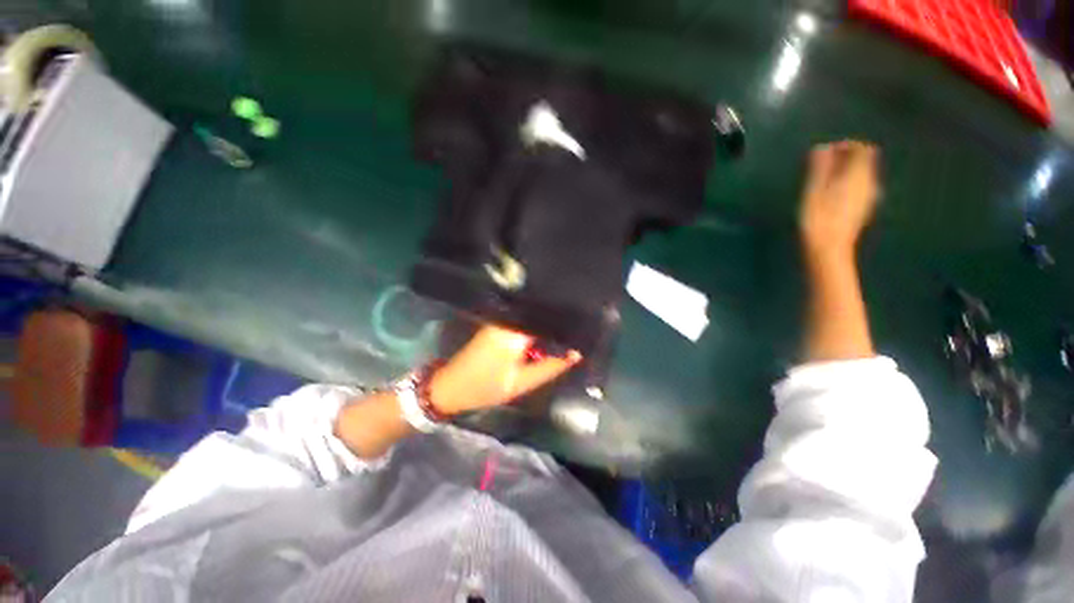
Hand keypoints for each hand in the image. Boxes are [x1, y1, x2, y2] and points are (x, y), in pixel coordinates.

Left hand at [428, 325, 581, 414]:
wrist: (450, 387)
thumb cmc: (485, 388)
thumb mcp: (521, 383)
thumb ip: (551, 367)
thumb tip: (575, 353)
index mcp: (514, 332)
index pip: (548, 318)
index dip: (567, 322)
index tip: (584, 325)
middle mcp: (508, 319)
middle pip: (541, 314)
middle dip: (559, 321)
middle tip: (579, 329)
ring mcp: (500, 319)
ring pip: (533, 316)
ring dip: (547, 324)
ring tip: (566, 330)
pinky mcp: (496, 322)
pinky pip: (523, 320)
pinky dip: (535, 327)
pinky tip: (545, 334)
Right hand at [799, 141, 880, 257]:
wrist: (829, 250)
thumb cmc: (817, 220)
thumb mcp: (813, 192)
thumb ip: (819, 169)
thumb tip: (821, 147)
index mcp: (858, 176)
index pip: (861, 150)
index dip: (846, 146)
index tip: (826, 151)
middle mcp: (869, 183)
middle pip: (865, 161)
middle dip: (846, 157)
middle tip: (823, 163)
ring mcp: (868, 197)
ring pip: (863, 174)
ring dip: (846, 170)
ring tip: (823, 178)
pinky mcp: (863, 208)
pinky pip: (860, 186)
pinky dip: (848, 182)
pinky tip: (832, 193)